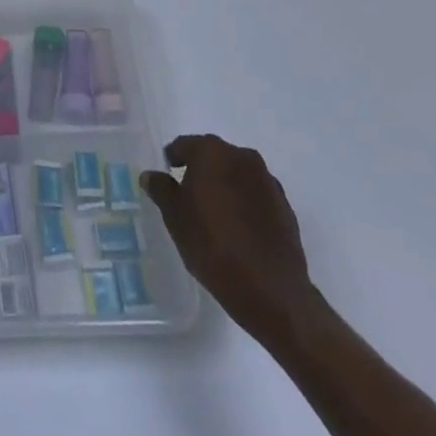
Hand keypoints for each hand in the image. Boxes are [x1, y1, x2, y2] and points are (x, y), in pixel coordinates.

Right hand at [143, 135, 323, 344]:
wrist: (270, 289)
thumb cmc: (212, 244)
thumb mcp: (174, 217)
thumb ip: (161, 189)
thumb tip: (151, 175)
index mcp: (212, 152)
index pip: (184, 146)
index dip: (172, 160)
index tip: (166, 178)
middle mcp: (242, 157)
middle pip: (213, 157)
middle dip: (200, 172)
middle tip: (188, 197)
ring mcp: (268, 181)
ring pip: (236, 175)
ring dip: (224, 187)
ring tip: (214, 216)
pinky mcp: (285, 206)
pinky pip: (256, 195)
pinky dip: (244, 203)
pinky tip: (238, 230)